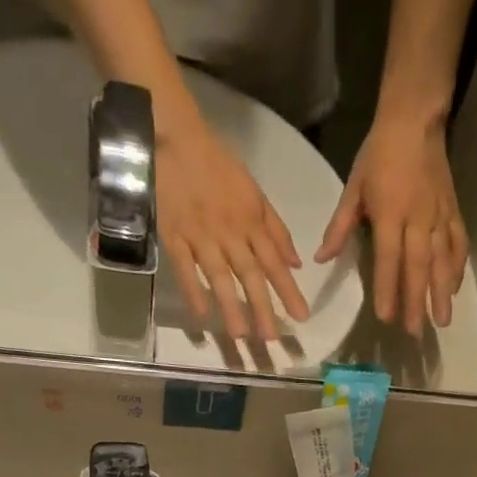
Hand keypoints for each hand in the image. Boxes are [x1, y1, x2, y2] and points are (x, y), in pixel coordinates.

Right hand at [156, 118, 309, 342]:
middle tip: (273, 340)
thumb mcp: (255, 192)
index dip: (289, 290)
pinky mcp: (174, 234)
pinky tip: (200, 315)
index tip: (301, 317)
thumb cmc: (217, 165)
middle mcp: (230, 233)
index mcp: (251, 222)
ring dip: (231, 307)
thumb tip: (296, 264)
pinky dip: (192, 289)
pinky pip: (184, 266)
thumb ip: (276, 230)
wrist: (175, 136)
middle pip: (250, 275)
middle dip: (263, 308)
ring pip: (220, 276)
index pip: (275, 262)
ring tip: (241, 337)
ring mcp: (201, 235)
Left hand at [317, 110, 468, 336]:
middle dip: (417, 301)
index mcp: (390, 213)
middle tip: (415, 332)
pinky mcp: (453, 211)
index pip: (388, 258)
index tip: (386, 317)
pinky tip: (455, 288)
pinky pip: (458, 243)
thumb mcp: (353, 187)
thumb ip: (340, 227)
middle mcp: (417, 218)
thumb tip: (322, 258)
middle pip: (418, 267)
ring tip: (442, 321)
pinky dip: (458, 267)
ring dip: (442, 292)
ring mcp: (439, 215)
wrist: (415, 120)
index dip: (387, 289)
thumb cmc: (379, 154)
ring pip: (442, 260)